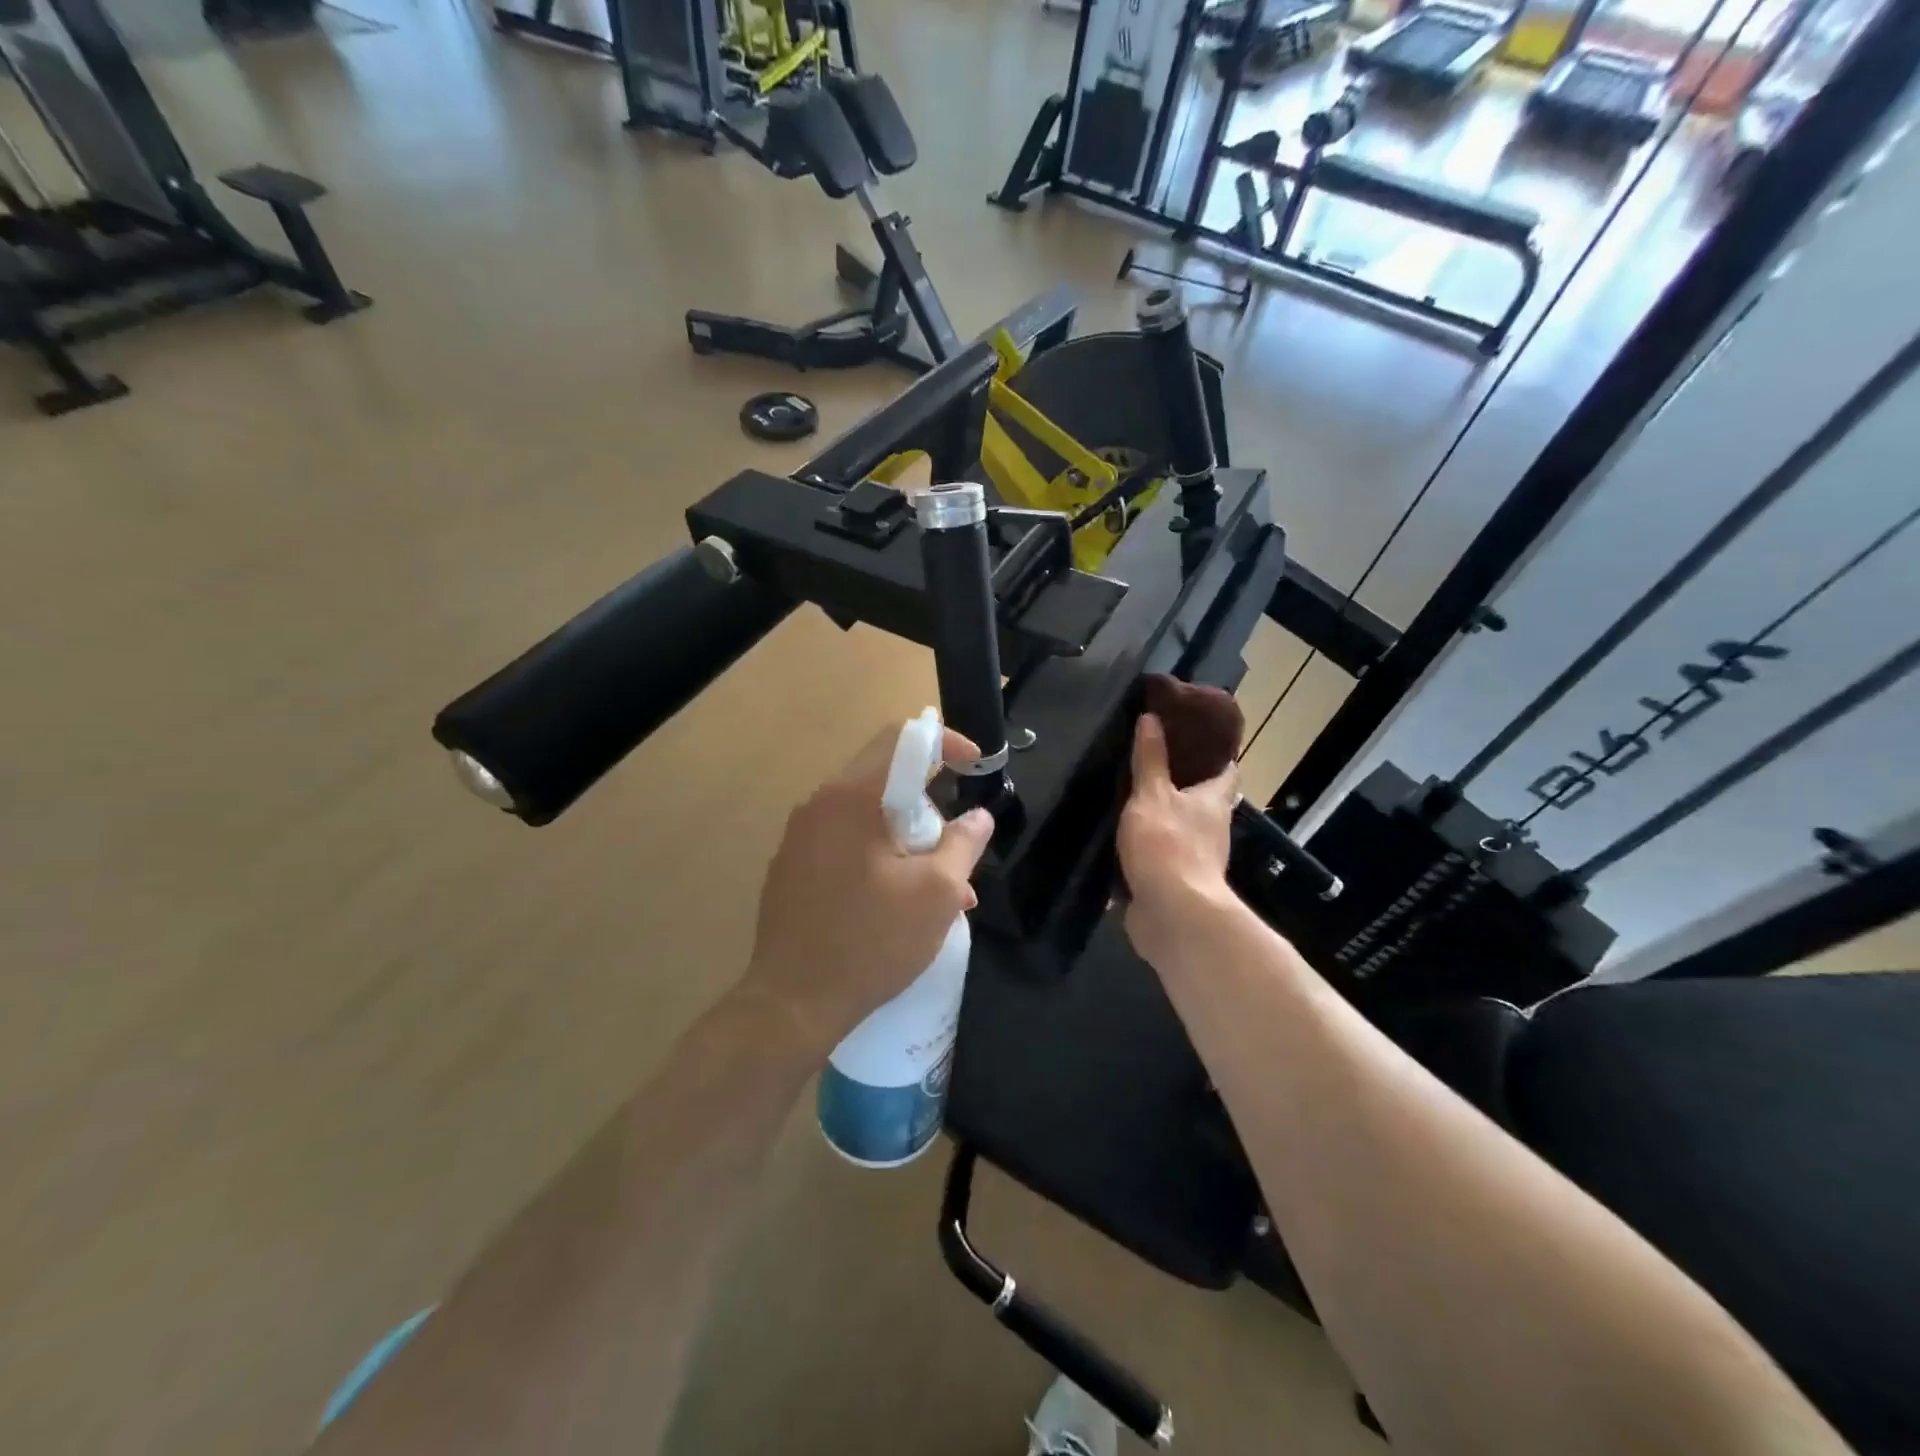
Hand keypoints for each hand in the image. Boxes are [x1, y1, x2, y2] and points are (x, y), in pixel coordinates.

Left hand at [741, 721, 994, 1054]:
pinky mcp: (791, 868)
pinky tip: (897, 905)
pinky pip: (844, 843)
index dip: (946, 741)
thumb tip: (978, 817)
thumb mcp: (936, 893)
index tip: (975, 764)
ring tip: (939, 893)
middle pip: (885, 778)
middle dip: (929, 807)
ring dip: (908, 840)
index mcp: (851, 797)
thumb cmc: (871, 942)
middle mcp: (819, 805)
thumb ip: (963, 843)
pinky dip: (878, 857)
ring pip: (867, 816)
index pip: (903, 739)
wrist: (791, 1004)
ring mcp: (799, 837)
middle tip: (954, 851)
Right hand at [1118, 712, 1238, 967]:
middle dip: (1184, 784)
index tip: (1194, 736)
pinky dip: (1148, 848)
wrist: (1173, 913)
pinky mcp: (1175, 883)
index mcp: (1214, 801)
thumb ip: (1150, 759)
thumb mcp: (1152, 794)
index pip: (1226, 769)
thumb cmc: (1168, 844)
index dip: (1215, 752)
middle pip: (1204, 800)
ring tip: (1132, 797)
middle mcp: (1212, 828)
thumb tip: (1152, 717)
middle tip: (1153, 762)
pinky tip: (1123, 839)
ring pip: (1182, 829)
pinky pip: (1161, 857)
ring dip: (1164, 817)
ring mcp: (1196, 859)